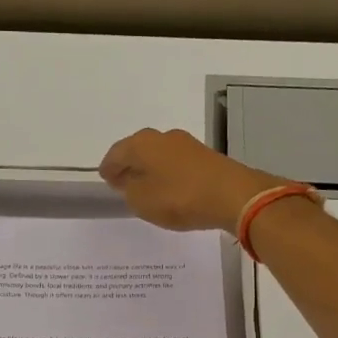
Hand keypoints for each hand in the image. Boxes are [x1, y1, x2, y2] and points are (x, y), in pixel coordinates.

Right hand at [99, 128, 286, 234]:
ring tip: (146, 188)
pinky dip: (169, 174)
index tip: (105, 179)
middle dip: (129, 165)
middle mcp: (163, 137)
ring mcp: (187, 144)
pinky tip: (170, 188)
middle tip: (122, 183)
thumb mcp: (142, 201)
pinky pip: (178, 164)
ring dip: (150, 169)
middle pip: (138, 150)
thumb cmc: (179, 197)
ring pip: (159, 156)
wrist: (233, 195)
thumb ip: (128, 191)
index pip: (116, 154)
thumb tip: (127, 181)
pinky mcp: (206, 157)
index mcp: (141, 143)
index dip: (108, 168)